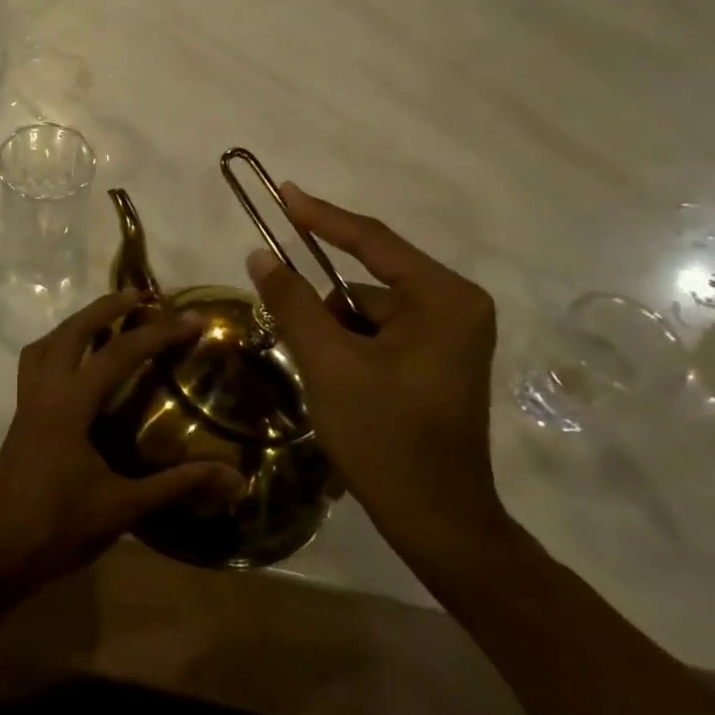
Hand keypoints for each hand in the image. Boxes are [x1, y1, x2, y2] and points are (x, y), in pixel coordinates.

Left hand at [0, 292, 242, 596]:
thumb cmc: (55, 527)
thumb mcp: (121, 508)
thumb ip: (175, 486)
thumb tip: (234, 476)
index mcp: (69, 404)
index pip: (119, 354)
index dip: (158, 333)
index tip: (193, 319)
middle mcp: (44, 391)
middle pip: (73, 331)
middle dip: (106, 308)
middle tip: (139, 295)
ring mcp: (27, 402)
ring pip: (47, 343)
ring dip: (76, 324)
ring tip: (105, 320)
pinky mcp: (21, 417)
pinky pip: (36, 363)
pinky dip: (58, 348)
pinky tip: (76, 366)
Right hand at [247, 185, 512, 572]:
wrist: (437, 522)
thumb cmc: (386, 437)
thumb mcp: (329, 363)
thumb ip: (292, 302)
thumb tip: (260, 254)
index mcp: (443, 298)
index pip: (371, 241)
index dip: (321, 216)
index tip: (282, 192)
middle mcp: (454, 306)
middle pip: (367, 280)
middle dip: (323, 305)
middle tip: (294, 331)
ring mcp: (448, 335)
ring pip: (366, 311)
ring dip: (332, 331)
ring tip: (322, 377)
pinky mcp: (435, 360)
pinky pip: (377, 333)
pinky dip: (347, 346)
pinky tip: (338, 385)